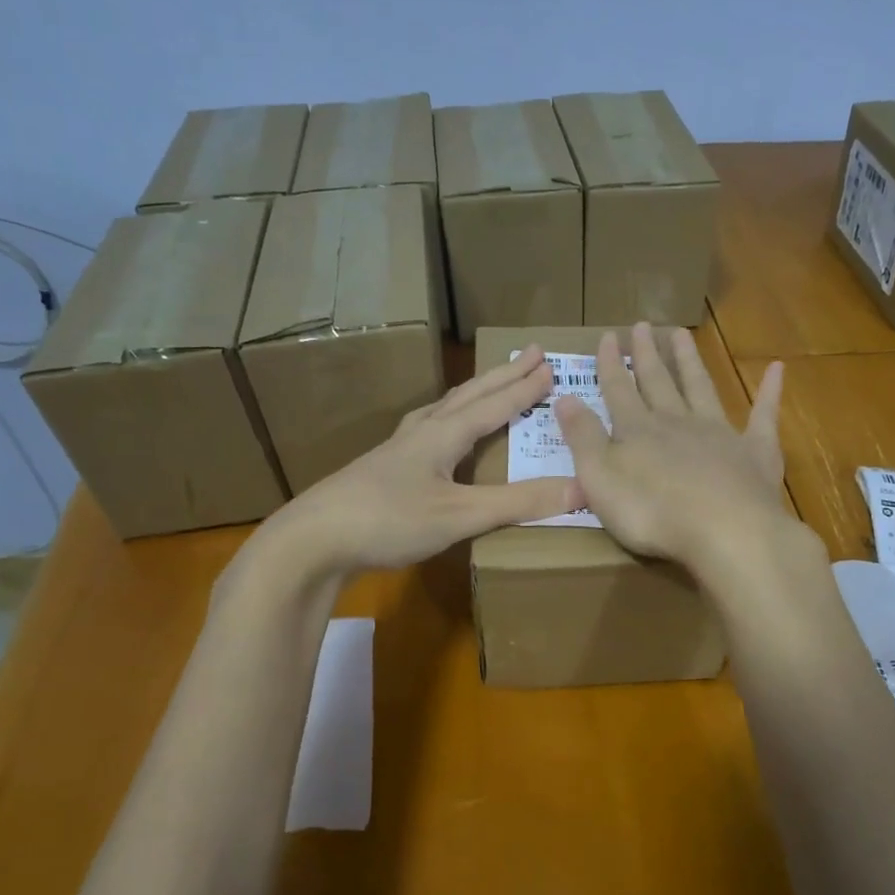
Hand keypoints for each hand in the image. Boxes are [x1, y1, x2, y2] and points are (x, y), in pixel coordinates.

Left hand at [255, 346, 579, 578]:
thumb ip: (518, 503)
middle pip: (468, 396)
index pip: (493, 405)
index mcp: (442, 435)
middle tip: (529, 354)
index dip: (523, 389)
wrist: (313, 540)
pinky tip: (438, 437)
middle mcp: (420, 433)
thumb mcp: (460, 515)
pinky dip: (446, 422)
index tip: (550, 367)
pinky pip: (426, 433)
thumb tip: (581, 487)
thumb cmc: (389, 520)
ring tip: (488, 386)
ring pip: (443, 411)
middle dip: (502, 376)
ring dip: (472, 395)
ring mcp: (397, 452)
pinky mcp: (382, 472)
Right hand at [553, 323, 795, 580]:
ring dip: (690, 362)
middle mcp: (677, 422)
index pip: (619, 391)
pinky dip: (770, 392)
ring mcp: (720, 433)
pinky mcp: (756, 452)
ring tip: (682, 335)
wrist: (725, 531)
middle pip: (659, 382)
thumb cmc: (652, 511)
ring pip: (701, 388)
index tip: (607, 337)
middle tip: (642, 325)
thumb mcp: (600, 478)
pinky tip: (778, 369)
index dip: (610, 366)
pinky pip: (764, 415)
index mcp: (638, 431)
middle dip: (647, 355)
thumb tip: (564, 398)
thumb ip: (582, 438)